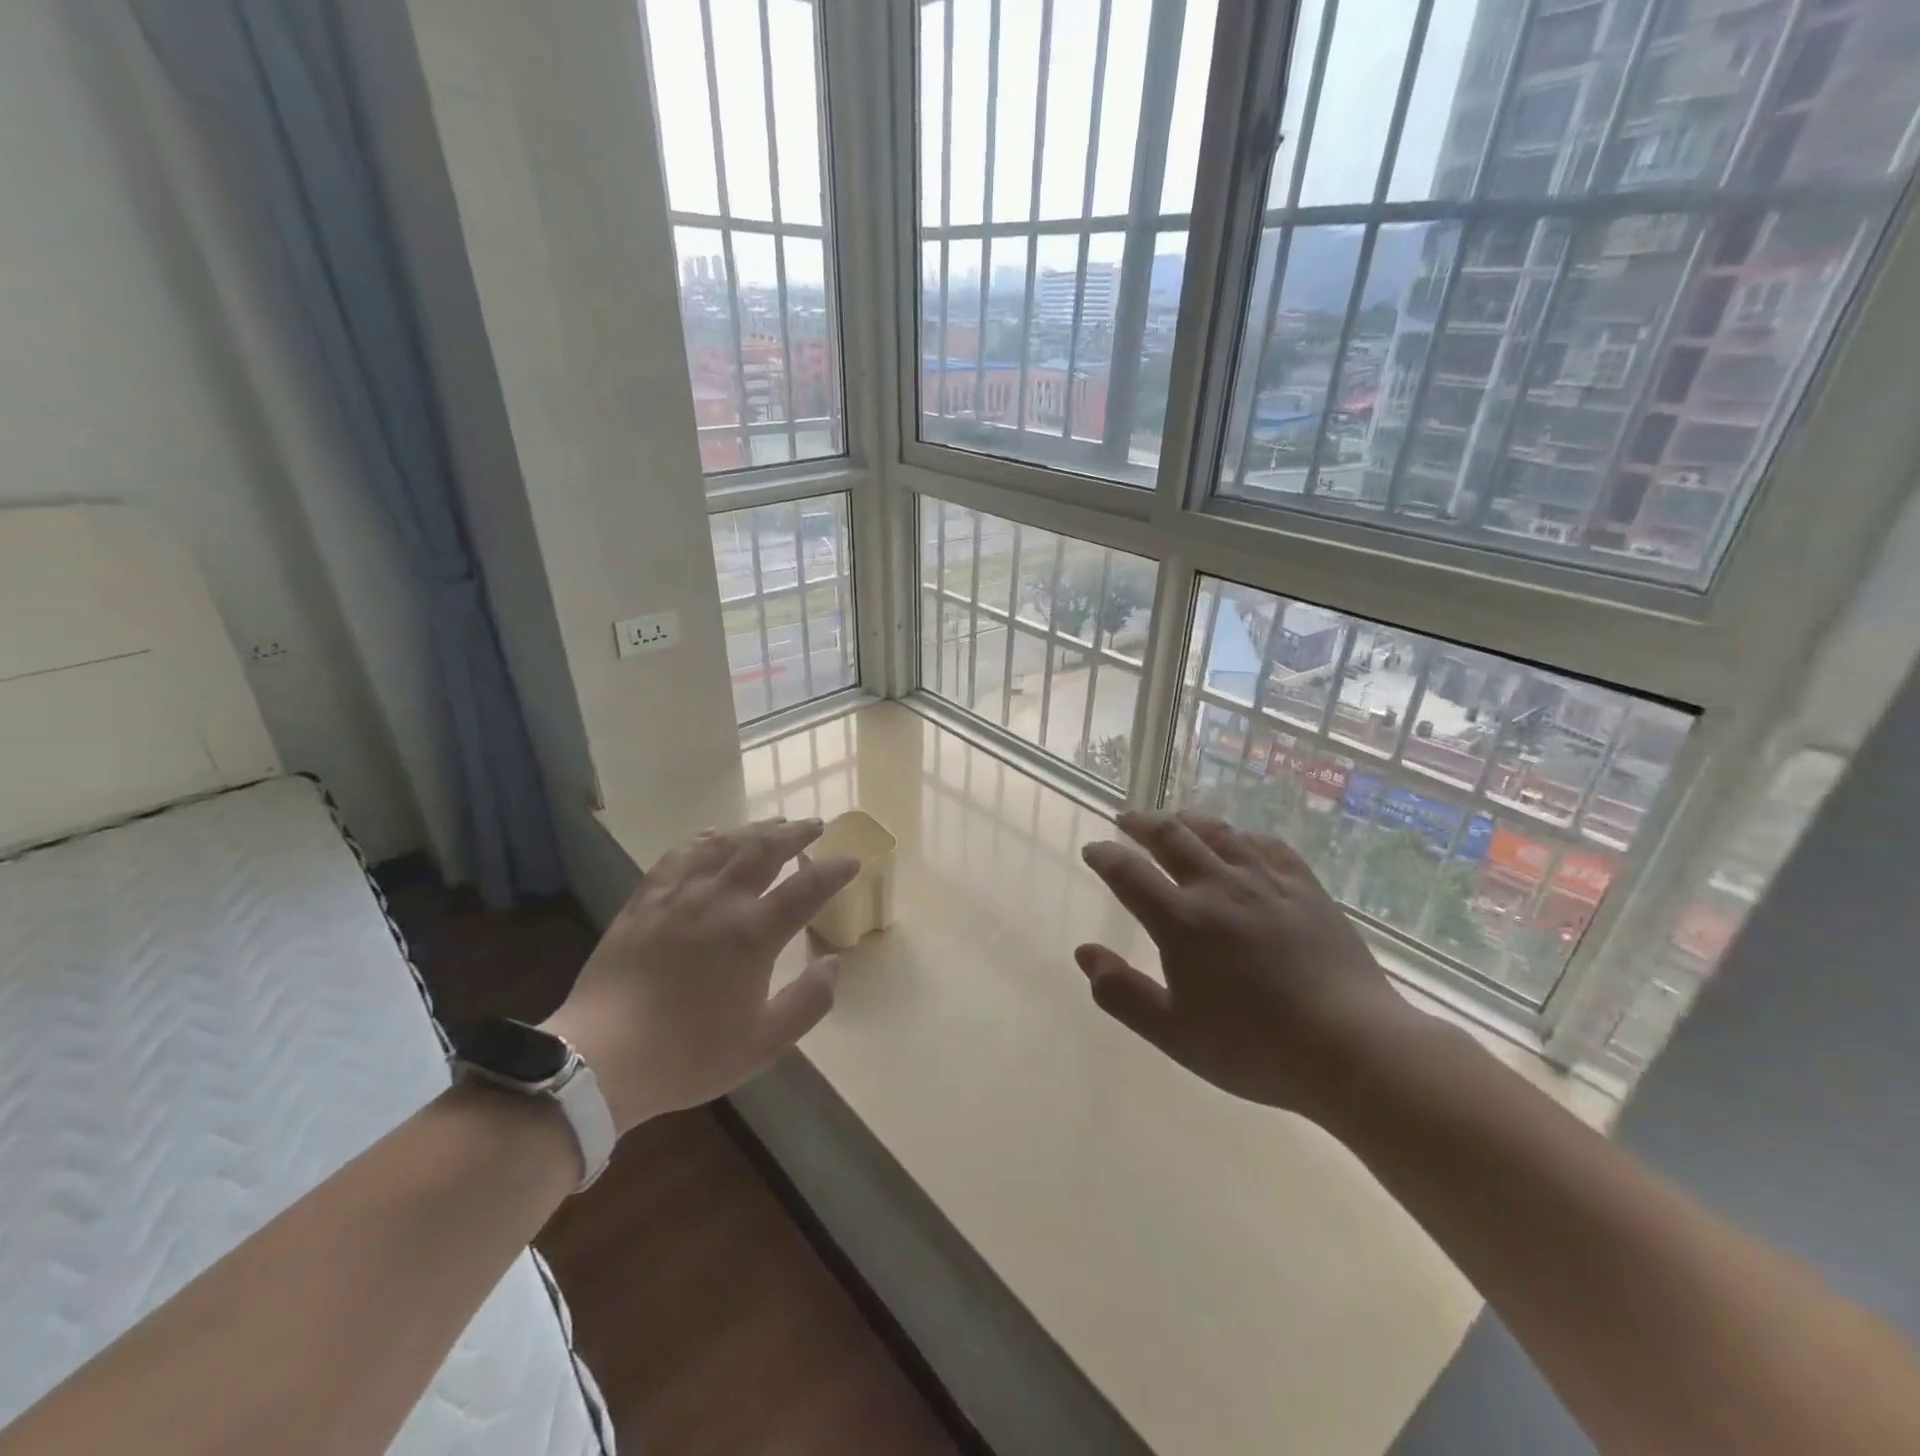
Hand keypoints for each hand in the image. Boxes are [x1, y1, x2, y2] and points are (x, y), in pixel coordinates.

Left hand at [542, 818, 858, 1133]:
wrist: (599, 1058)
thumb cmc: (688, 1054)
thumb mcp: (763, 1043)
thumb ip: (808, 1002)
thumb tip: (835, 963)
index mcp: (754, 934)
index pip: (806, 888)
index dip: (834, 871)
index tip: (852, 860)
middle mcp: (720, 902)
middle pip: (765, 851)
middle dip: (796, 834)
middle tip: (816, 825)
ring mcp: (679, 896)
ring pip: (724, 845)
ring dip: (755, 829)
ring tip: (774, 824)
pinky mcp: (645, 900)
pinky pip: (679, 856)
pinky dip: (703, 840)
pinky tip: (712, 836)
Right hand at [1076, 810, 1415, 1119]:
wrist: (1354, 1049)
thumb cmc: (1255, 1048)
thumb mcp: (1174, 1034)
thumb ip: (1122, 993)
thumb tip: (1084, 953)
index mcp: (1181, 921)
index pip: (1128, 873)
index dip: (1104, 857)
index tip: (1093, 851)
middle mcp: (1218, 888)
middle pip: (1171, 836)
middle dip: (1141, 823)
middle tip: (1126, 820)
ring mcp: (1266, 883)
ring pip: (1218, 832)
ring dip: (1187, 820)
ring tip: (1174, 819)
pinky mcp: (1305, 888)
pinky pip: (1267, 846)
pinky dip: (1242, 836)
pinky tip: (1240, 840)